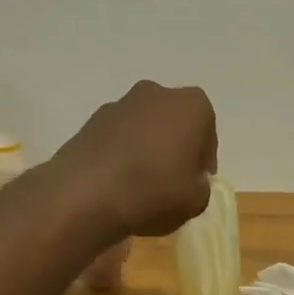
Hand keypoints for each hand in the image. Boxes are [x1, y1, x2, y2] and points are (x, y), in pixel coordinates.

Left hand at [54, 81, 216, 238]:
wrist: (86, 195)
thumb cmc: (154, 191)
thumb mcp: (196, 201)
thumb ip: (201, 186)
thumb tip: (190, 180)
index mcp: (192, 105)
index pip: (207, 134)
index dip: (203, 162)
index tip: (196, 184)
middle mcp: (157, 93)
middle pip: (174, 124)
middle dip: (175, 149)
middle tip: (172, 182)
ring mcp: (120, 103)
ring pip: (144, 128)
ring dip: (147, 150)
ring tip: (141, 185)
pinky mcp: (91, 120)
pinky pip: (118, 138)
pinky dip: (122, 154)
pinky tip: (117, 183)